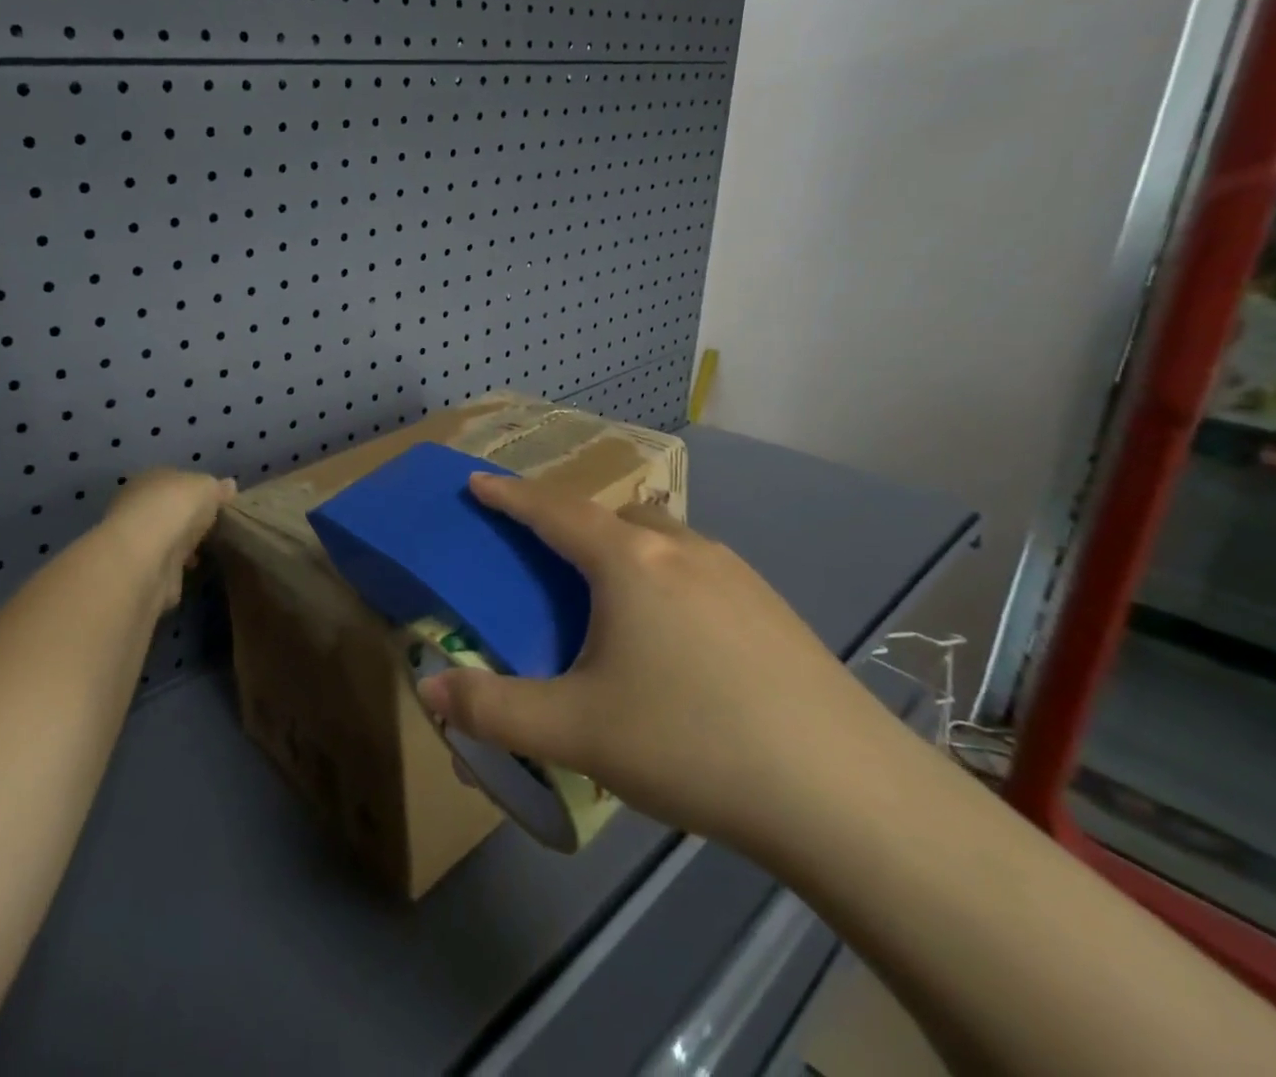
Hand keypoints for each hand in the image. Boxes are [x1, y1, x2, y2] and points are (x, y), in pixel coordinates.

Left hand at [104, 469, 237, 611]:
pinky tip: (195, 569)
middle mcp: (137, 507)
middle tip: (214, 527)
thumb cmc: (175, 508)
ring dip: (182, 544)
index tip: (216, 502)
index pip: (174, 481)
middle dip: (187, 519)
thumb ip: (217, 488)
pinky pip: (166, 565)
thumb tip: (229, 485)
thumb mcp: (207, 487)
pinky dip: (178, 567)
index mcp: (149, 479)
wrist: (147, 558)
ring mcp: (138, 541)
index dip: (195, 490)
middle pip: (168, 510)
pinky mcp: (142, 572)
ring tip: (209, 550)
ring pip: (166, 538)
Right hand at [418, 474, 903, 854]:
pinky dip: (666, 574)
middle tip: (544, 547)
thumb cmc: (691, 743)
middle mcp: (682, 549)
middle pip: (611, 514)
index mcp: (628, 562)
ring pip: (662, 537)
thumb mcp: (576, 731)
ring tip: (609, 590)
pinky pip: (699, 566)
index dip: (510, 495)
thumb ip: (494, 709)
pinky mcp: (773, 606)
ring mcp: (736, 574)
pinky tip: (677, 631)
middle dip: (569, 519)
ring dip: (624, 545)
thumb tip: (429, 690)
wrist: (846, 793)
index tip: (478, 482)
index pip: (553, 511)